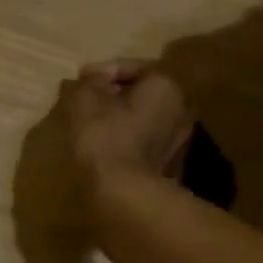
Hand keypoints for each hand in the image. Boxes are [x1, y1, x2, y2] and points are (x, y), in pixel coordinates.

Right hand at [64, 60, 194, 192]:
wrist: (125, 194)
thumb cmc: (105, 136)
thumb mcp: (87, 99)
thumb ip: (91, 81)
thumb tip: (95, 78)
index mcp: (166, 86)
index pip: (134, 67)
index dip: (104, 70)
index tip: (81, 78)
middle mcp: (181, 109)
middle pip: (143, 93)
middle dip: (116, 94)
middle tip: (88, 99)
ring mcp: (181, 142)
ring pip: (146, 119)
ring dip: (122, 118)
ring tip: (95, 124)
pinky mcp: (172, 168)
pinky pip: (146, 143)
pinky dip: (128, 140)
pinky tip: (107, 147)